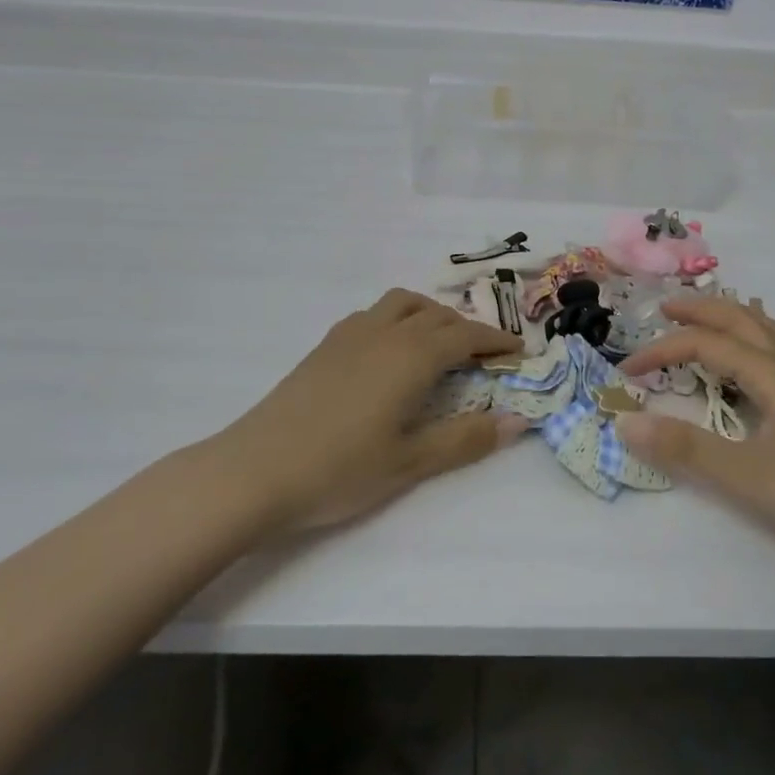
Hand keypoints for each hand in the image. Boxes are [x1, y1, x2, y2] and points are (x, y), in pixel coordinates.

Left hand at [217, 289, 528, 533]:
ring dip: (430, 315)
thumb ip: (465, 439)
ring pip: (402, 304)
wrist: (255, 470)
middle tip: (484, 355)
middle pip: (436, 315)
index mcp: (411, 356)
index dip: (496, 342)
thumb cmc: (340, 469)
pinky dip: (397, 320)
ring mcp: (350, 335)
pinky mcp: (325, 345)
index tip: (519, 352)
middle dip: (467, 329)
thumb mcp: (411, 462)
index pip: (465, 336)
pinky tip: (389, 353)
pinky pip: (373, 314)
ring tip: (439, 344)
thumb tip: (517, 422)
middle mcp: (384, 333)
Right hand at [616, 297, 774, 564]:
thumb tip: (625, 420)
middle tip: (666, 307)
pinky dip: (760, 345)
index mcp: (772, 376)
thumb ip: (686, 449)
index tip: (626, 370)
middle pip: (743, 322)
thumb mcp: (749, 476)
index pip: (706, 346)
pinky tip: (761, 370)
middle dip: (702, 310)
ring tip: (716, 319)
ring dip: (735, 319)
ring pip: (770, 336)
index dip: (662, 350)